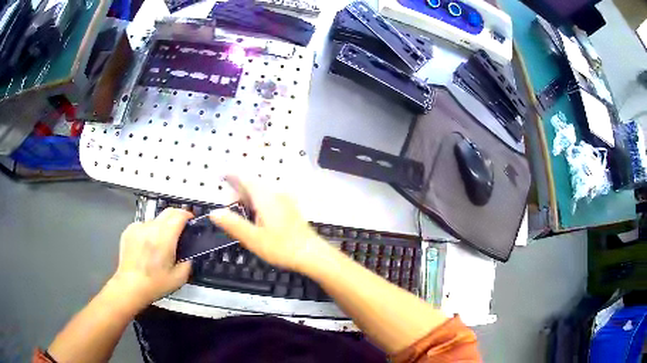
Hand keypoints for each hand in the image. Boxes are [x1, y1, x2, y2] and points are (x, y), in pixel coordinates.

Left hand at [107, 208, 192, 310]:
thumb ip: (188, 262)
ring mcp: (138, 227)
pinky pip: (143, 225)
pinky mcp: (129, 231)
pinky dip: (148, 231)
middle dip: (177, 217)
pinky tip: (147, 246)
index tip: (191, 220)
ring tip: (161, 243)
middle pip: (167, 212)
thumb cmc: (155, 284)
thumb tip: (190, 253)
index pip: (179, 215)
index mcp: (164, 238)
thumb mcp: (179, 278)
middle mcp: (150, 228)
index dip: (188, 215)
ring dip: (161, 226)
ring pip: (155, 220)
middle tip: (180, 229)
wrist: (130, 286)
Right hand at [210, 176, 330, 272]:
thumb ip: (232, 224)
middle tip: (228, 212)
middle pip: (251, 186)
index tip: (220, 176)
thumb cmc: (281, 247)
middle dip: (237, 194)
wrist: (311, 254)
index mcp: (265, 196)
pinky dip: (257, 204)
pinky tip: (256, 220)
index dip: (231, 176)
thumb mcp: (252, 238)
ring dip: (247, 200)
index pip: (244, 179)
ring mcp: (285, 200)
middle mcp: (275, 193)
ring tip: (241, 218)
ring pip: (260, 193)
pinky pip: (268, 200)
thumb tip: (214, 212)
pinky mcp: (289, 208)